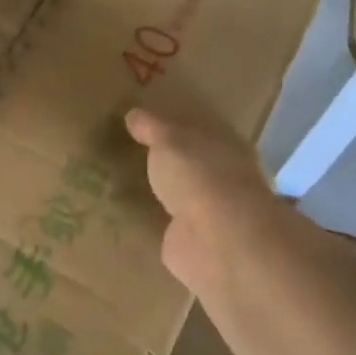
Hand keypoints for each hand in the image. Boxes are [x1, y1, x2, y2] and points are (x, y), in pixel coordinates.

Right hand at [124, 106, 277, 302]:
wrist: (215, 239)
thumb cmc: (198, 175)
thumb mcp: (168, 139)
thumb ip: (152, 127)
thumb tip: (134, 114)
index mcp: (225, 145)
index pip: (201, 128)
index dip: (177, 123)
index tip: (149, 120)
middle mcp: (223, 177)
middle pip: (194, 162)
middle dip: (171, 158)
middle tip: (136, 150)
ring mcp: (210, 212)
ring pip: (183, 193)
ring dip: (165, 190)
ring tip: (130, 181)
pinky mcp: (192, 240)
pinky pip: (170, 223)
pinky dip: (156, 219)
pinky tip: (134, 214)